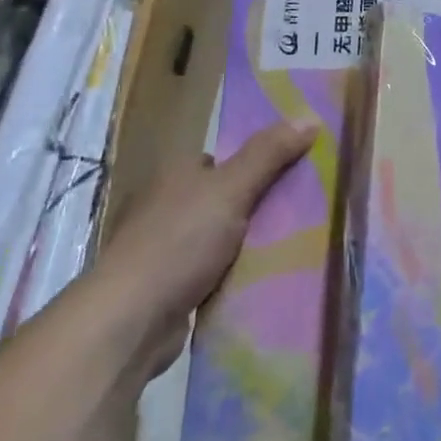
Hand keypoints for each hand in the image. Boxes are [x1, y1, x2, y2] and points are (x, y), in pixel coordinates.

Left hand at [92, 119, 317, 381]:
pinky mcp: (170, 286)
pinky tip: (266, 278)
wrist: (130, 322)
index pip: (223, 158)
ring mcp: (166, 247)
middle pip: (225, 196)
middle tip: (306, 210)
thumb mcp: (231, 189)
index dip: (259, 162)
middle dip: (260, 205)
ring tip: (297, 245)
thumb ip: (269, 154)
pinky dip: (236, 273)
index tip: (298, 172)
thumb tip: (310, 117)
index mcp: (176, 172)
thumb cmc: (179, 242)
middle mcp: (167, 204)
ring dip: (250, 243)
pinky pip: (214, 270)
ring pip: (222, 235)